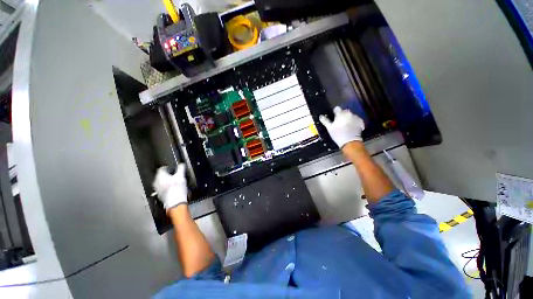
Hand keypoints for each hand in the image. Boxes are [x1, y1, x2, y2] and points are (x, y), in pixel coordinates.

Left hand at [153, 164, 187, 209]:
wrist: (175, 202)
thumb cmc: (177, 188)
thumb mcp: (181, 176)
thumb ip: (181, 168)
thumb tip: (181, 164)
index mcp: (159, 176)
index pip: (161, 168)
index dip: (168, 167)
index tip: (173, 168)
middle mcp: (156, 182)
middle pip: (161, 175)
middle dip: (167, 175)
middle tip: (175, 175)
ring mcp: (157, 189)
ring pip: (161, 182)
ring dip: (167, 181)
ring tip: (174, 182)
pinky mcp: (160, 195)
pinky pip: (162, 188)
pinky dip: (167, 187)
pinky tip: (173, 188)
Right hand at [319, 107, 364, 148]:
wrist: (350, 142)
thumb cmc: (338, 134)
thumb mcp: (329, 128)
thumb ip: (325, 121)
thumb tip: (321, 116)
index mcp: (341, 113)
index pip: (337, 109)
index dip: (334, 112)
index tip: (333, 117)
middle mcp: (349, 113)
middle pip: (344, 111)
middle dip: (342, 115)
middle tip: (339, 122)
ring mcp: (356, 117)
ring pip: (350, 115)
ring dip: (348, 118)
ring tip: (345, 126)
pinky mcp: (360, 122)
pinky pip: (356, 120)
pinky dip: (353, 122)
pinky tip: (351, 127)